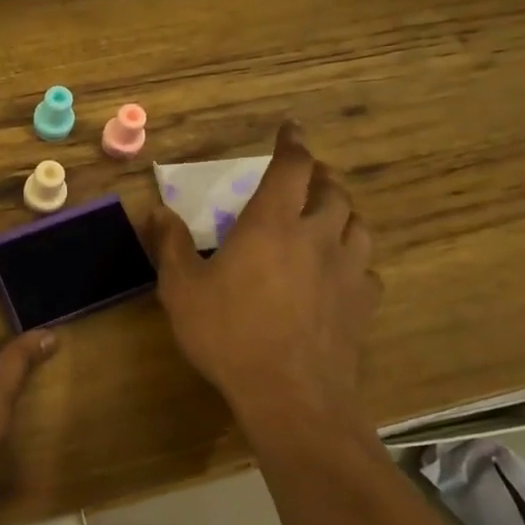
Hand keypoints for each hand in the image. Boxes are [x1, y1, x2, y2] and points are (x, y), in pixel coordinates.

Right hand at [143, 123, 380, 431]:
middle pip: (332, 191)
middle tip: (304, 176)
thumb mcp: (181, 288)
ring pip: (358, 225)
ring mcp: (347, 270)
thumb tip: (157, 210)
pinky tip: (340, 271)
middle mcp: (316, 236)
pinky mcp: (363, 304)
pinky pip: (367, 268)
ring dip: (342, 212)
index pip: (292, 167)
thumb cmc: (228, 333)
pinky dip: (354, 258)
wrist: (291, 395)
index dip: (292, 144)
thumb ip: (171, 244)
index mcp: (272, 223)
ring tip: (326, 215)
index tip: (290, 128)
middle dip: (319, 176)